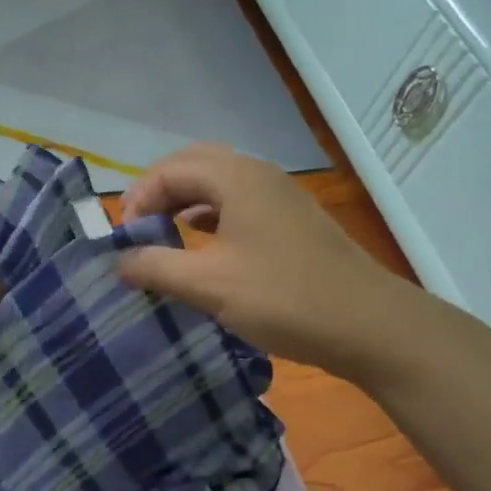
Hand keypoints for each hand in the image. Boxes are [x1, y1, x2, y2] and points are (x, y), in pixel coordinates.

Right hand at [118, 143, 418, 380]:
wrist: (370, 325)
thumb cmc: (284, 298)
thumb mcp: (209, 285)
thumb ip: (156, 268)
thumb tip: (120, 261)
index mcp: (236, 178)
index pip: (171, 170)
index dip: (139, 197)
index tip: (124, 237)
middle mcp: (259, 175)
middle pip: (195, 165)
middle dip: (160, 190)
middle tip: (139, 225)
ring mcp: (281, 196)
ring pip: (219, 183)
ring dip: (186, 201)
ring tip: (163, 233)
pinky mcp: (293, 221)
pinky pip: (239, 202)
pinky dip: (211, 215)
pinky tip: (203, 244)